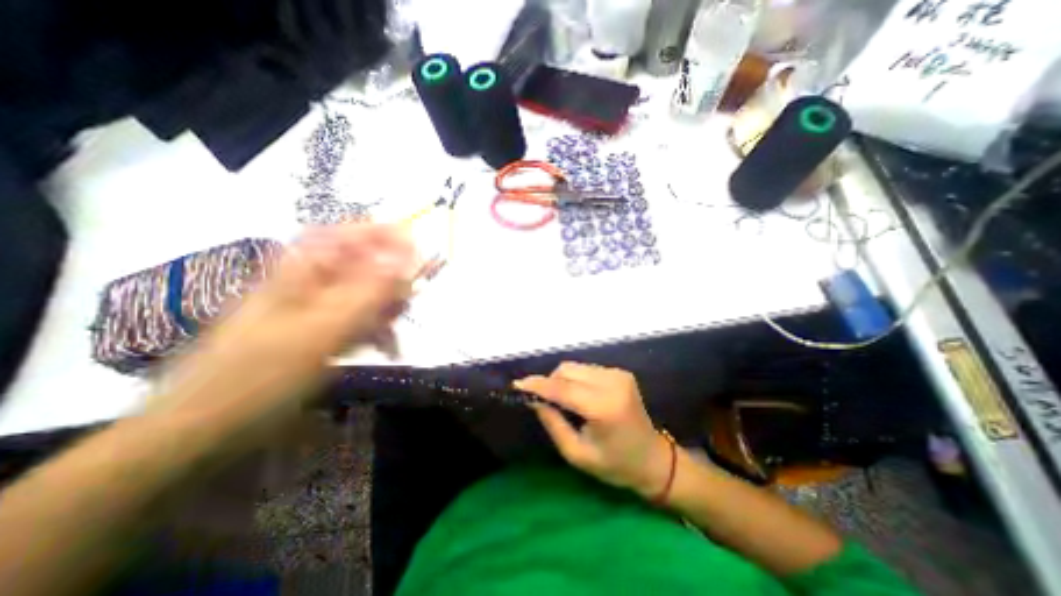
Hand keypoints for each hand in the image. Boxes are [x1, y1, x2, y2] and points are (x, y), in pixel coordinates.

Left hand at [156, 221, 415, 440]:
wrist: (210, 425)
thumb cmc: (262, 374)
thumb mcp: (322, 331)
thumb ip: (368, 293)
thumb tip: (406, 259)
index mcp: (301, 270)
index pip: (348, 235)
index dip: (384, 235)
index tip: (416, 246)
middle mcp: (310, 281)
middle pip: (363, 266)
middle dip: (391, 284)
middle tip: (405, 305)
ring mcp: (314, 306)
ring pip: (365, 295)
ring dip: (386, 311)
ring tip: (392, 335)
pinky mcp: (319, 328)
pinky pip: (359, 318)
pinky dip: (375, 330)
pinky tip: (384, 347)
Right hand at [514, 362, 670, 497]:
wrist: (653, 459)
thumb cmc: (615, 465)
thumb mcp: (577, 454)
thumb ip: (553, 423)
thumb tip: (534, 400)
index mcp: (604, 408)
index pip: (563, 389)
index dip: (539, 385)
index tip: (518, 384)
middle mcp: (613, 384)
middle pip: (568, 371)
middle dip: (549, 382)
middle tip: (541, 399)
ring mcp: (619, 375)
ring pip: (576, 367)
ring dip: (562, 380)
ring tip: (560, 399)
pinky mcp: (621, 373)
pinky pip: (587, 369)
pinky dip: (575, 379)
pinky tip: (577, 395)